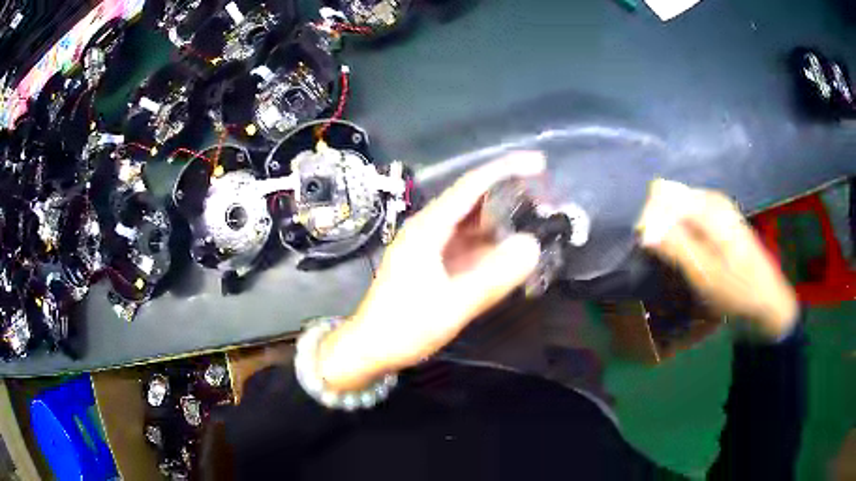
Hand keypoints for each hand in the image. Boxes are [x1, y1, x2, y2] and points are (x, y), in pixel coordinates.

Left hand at [317, 152, 544, 390]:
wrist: (370, 348)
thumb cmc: (404, 327)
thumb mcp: (452, 306)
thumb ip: (493, 277)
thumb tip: (532, 245)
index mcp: (428, 228)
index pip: (472, 186)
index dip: (506, 169)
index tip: (539, 164)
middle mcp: (429, 228)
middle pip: (473, 200)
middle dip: (510, 194)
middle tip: (546, 199)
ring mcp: (430, 245)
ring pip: (472, 223)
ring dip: (503, 219)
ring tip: (536, 221)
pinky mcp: (433, 262)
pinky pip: (467, 244)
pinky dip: (491, 243)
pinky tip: (510, 250)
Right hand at [636, 179, 798, 339]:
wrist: (767, 301)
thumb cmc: (737, 290)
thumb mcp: (705, 274)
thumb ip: (676, 247)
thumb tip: (644, 230)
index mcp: (708, 206)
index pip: (662, 193)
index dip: (649, 217)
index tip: (645, 246)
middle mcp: (711, 198)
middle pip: (670, 196)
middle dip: (658, 222)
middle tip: (655, 255)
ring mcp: (717, 208)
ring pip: (678, 206)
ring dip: (668, 228)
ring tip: (666, 256)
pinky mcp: (720, 220)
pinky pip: (689, 216)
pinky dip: (680, 232)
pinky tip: (682, 252)